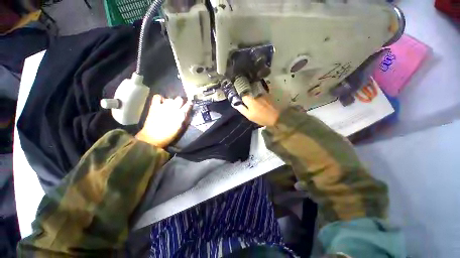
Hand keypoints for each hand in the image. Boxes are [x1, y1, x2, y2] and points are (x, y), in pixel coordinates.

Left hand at [136, 95, 191, 147]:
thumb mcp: (180, 127)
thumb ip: (184, 118)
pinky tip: (161, 102)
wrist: (153, 137)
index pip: (188, 105)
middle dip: (180, 101)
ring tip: (169, 106)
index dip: (189, 104)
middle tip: (179, 106)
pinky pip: (157, 97)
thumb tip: (186, 112)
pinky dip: (160, 98)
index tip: (190, 104)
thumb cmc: (169, 135)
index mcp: (180, 115)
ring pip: (170, 99)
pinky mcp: (154, 106)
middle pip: (179, 99)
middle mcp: (173, 108)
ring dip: (171, 102)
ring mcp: (163, 106)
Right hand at [234, 94, 280, 126]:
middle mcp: (255, 94)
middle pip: (248, 92)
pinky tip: (259, 100)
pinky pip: (260, 93)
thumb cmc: (261, 118)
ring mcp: (262, 94)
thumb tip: (235, 104)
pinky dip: (258, 96)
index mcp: (250, 100)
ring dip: (252, 95)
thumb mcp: (249, 116)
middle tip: (246, 101)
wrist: (276, 117)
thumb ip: (242, 109)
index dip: (240, 96)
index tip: (240, 99)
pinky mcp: (267, 95)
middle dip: (246, 95)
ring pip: (254, 92)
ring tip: (253, 100)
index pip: (242, 94)